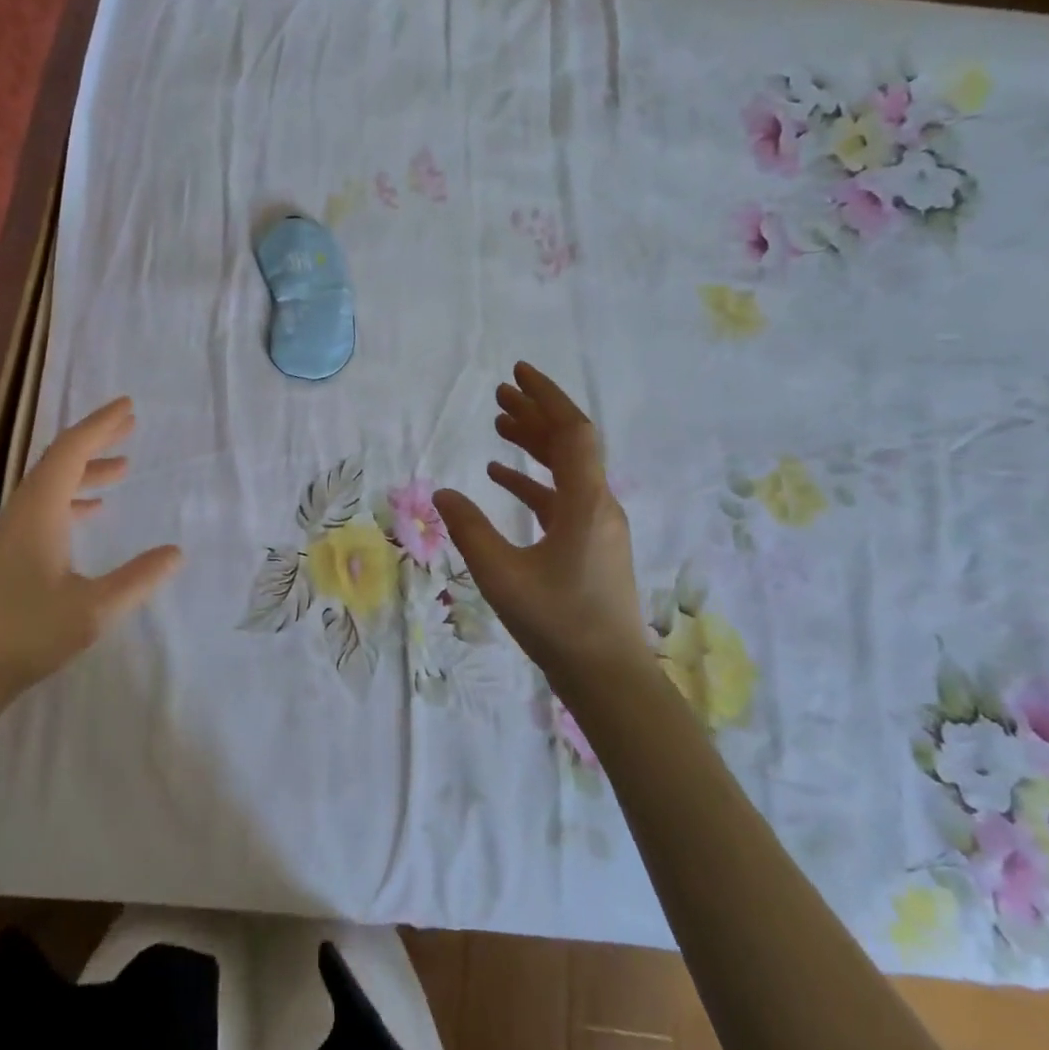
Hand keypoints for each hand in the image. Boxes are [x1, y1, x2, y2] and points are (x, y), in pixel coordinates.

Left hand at [0, 397, 182, 790]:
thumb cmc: (23, 636)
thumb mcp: (93, 610)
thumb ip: (137, 579)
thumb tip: (175, 552)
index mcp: (38, 513)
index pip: (70, 452)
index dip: (99, 426)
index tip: (127, 407)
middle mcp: (21, 515)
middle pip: (58, 463)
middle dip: (94, 441)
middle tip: (129, 426)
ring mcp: (9, 538)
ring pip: (50, 489)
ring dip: (85, 473)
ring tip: (121, 470)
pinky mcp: (6, 561)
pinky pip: (44, 513)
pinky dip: (72, 503)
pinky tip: (89, 517)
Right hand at [434, 363, 649, 687]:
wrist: (607, 676)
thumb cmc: (556, 623)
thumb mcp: (501, 574)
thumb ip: (470, 530)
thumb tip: (441, 494)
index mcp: (585, 503)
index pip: (572, 432)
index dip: (546, 398)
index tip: (517, 374)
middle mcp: (598, 505)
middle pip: (570, 444)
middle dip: (536, 414)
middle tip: (500, 393)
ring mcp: (597, 526)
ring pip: (566, 470)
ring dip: (534, 445)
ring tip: (498, 425)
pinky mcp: (590, 546)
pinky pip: (561, 498)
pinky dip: (533, 482)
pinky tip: (501, 478)